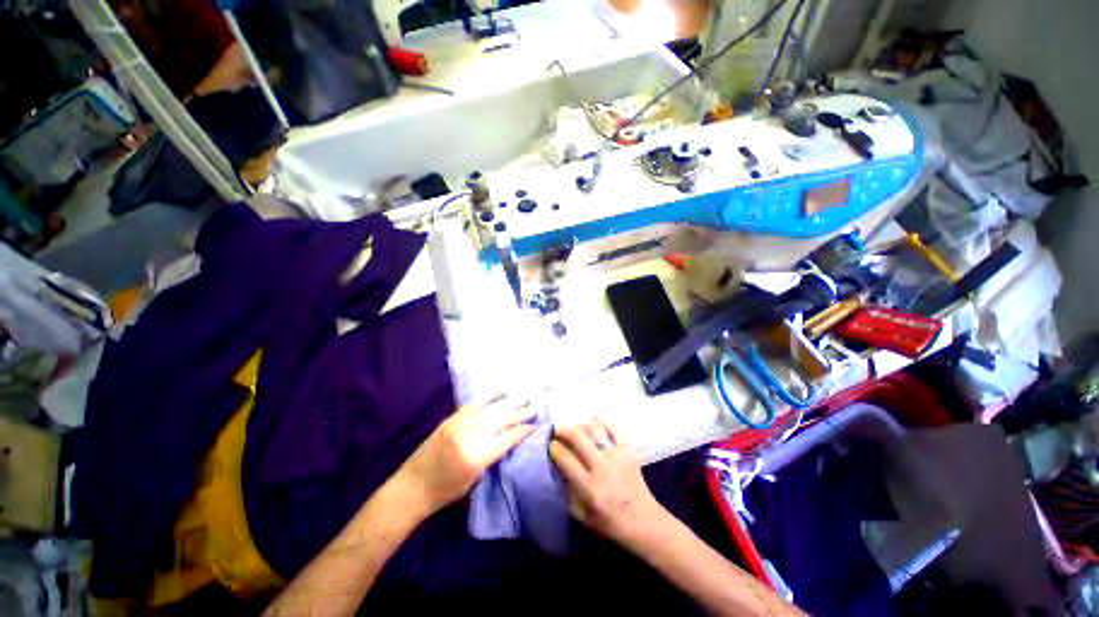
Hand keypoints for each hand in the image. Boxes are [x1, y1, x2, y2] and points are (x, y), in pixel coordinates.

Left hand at [396, 394, 535, 513]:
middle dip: (520, 413)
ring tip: (523, 398)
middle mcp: (470, 435)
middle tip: (534, 409)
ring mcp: (460, 423)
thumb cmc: (445, 492)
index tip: (535, 426)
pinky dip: (489, 397)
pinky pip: (474, 404)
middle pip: (502, 419)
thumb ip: (494, 455)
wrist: (412, 487)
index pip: (508, 437)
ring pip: (491, 408)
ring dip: (509, 403)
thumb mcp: (476, 479)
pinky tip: (500, 391)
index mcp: (478, 455)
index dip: (523, 431)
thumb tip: (511, 438)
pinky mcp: (452, 418)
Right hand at [549, 420, 667, 546]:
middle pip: (578, 437)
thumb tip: (556, 465)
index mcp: (588, 487)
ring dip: (580, 425)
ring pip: (594, 429)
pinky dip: (601, 422)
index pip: (565, 458)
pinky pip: (613, 429)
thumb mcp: (580, 514)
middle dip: (563, 430)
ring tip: (574, 428)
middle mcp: (601, 468)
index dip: (554, 447)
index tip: (550, 444)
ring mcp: (616, 456)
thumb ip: (566, 490)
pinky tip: (592, 421)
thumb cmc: (609, 522)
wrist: (643, 521)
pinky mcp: (628, 450)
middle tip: (557, 431)